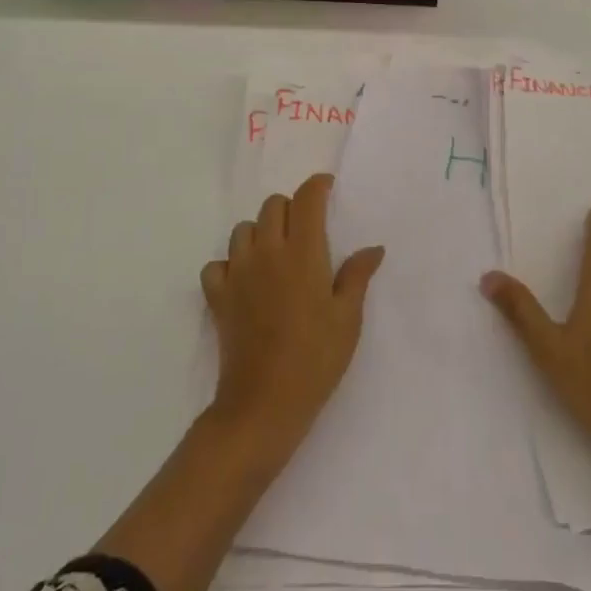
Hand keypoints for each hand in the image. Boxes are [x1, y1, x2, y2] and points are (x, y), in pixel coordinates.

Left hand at [201, 174, 384, 463]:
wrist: (264, 404)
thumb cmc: (316, 359)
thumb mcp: (348, 318)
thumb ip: (357, 276)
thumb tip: (373, 248)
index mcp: (303, 253)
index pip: (306, 200)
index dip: (317, 186)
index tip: (327, 188)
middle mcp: (267, 252)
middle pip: (273, 206)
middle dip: (291, 209)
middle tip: (307, 231)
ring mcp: (238, 273)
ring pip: (243, 229)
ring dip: (260, 232)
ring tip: (276, 254)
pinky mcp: (218, 297)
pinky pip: (217, 264)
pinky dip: (230, 264)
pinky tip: (245, 280)